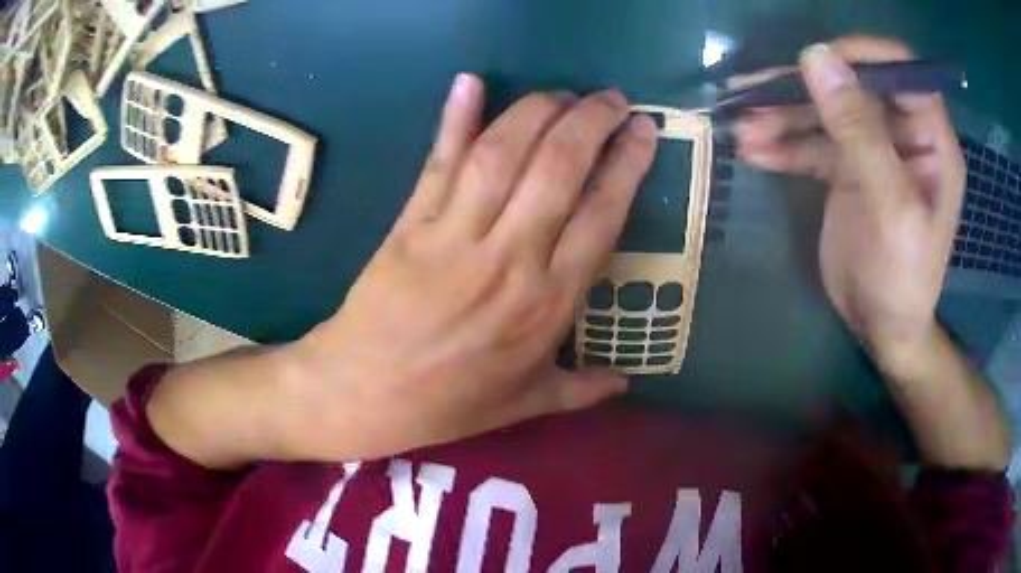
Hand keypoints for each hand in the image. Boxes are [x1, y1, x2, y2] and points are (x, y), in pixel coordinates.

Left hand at [292, 75, 658, 458]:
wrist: (363, 394)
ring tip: (562, 92)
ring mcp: (455, 236)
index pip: (601, 214)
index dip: (626, 164)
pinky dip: (454, 119)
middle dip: (590, 121)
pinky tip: (470, 83)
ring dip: (537, 111)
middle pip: (558, 169)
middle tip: (609, 97)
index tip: (642, 129)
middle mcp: (510, 260)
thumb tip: (627, 383)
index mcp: (547, 305)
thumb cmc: (447, 403)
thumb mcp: (524, 404)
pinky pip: (438, 164)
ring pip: (503, 155)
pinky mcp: (410, 224)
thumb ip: (580, 391)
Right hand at [732, 36, 964, 371]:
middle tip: (752, 96)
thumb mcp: (889, 207)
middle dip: (803, 89)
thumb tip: (816, 57)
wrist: (881, 328)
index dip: (859, 55)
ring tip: (742, 128)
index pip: (899, 70)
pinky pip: (812, 143)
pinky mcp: (846, 169)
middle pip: (851, 86)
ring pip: (825, 112)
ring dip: (782, 116)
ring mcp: (872, 149)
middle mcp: (902, 134)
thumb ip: (860, 132)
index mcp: (929, 139)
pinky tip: (754, 152)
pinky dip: (783, 144)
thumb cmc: (901, 278)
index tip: (813, 62)